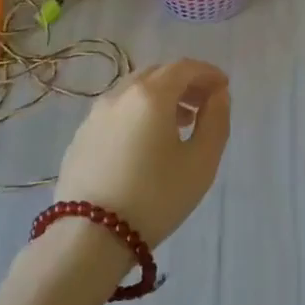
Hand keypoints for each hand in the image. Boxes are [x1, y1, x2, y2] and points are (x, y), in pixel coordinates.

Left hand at [55, 59, 231, 247]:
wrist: (90, 237)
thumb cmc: (156, 197)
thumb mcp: (202, 162)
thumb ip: (216, 121)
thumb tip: (217, 95)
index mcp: (151, 95)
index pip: (184, 67)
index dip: (208, 73)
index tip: (224, 87)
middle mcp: (120, 95)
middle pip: (157, 74)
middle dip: (185, 82)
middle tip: (204, 104)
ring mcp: (95, 115)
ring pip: (134, 91)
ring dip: (161, 98)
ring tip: (179, 124)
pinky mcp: (81, 137)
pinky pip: (117, 111)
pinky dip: (138, 113)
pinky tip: (146, 142)